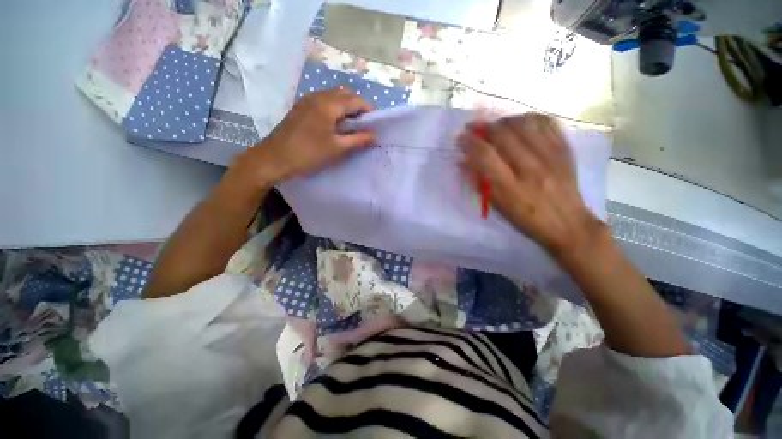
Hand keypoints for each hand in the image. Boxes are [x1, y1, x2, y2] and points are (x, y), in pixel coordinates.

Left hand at [229, 89, 375, 190]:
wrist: (275, 158)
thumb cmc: (309, 153)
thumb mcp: (337, 148)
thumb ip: (358, 139)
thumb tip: (374, 134)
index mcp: (329, 104)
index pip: (356, 100)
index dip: (368, 110)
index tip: (374, 124)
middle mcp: (319, 96)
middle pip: (345, 94)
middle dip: (357, 106)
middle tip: (362, 125)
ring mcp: (307, 99)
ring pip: (333, 95)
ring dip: (345, 106)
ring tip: (349, 125)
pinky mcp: (301, 106)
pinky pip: (323, 100)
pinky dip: (334, 107)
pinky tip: (333, 123)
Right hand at [458, 113, 605, 260]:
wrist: (568, 223)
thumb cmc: (526, 219)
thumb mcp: (498, 207)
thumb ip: (479, 183)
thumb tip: (463, 162)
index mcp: (510, 189)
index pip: (485, 156)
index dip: (470, 143)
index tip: (460, 138)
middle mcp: (530, 169)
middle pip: (504, 135)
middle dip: (484, 127)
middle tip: (474, 127)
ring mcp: (551, 157)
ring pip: (524, 124)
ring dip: (504, 121)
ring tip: (495, 125)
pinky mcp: (565, 150)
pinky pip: (547, 123)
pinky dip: (529, 118)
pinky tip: (520, 123)